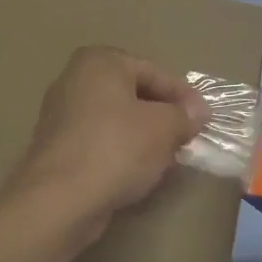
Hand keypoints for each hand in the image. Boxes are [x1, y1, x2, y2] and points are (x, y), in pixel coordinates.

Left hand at [5, 48, 205, 238]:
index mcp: (99, 62)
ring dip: (144, 137)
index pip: (153, 72)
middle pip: (133, 94)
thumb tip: (197, 112)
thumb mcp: (164, 128)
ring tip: (167, 159)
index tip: (204, 119)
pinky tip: (138, 173)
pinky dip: (121, 152)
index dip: (183, 96)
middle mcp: (74, 80)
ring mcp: (61, 115)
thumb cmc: (117, 149)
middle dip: (163, 116)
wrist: (60, 199)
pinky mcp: (57, 148)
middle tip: (187, 138)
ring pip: (116, 120)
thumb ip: (184, 115)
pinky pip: (100, 142)